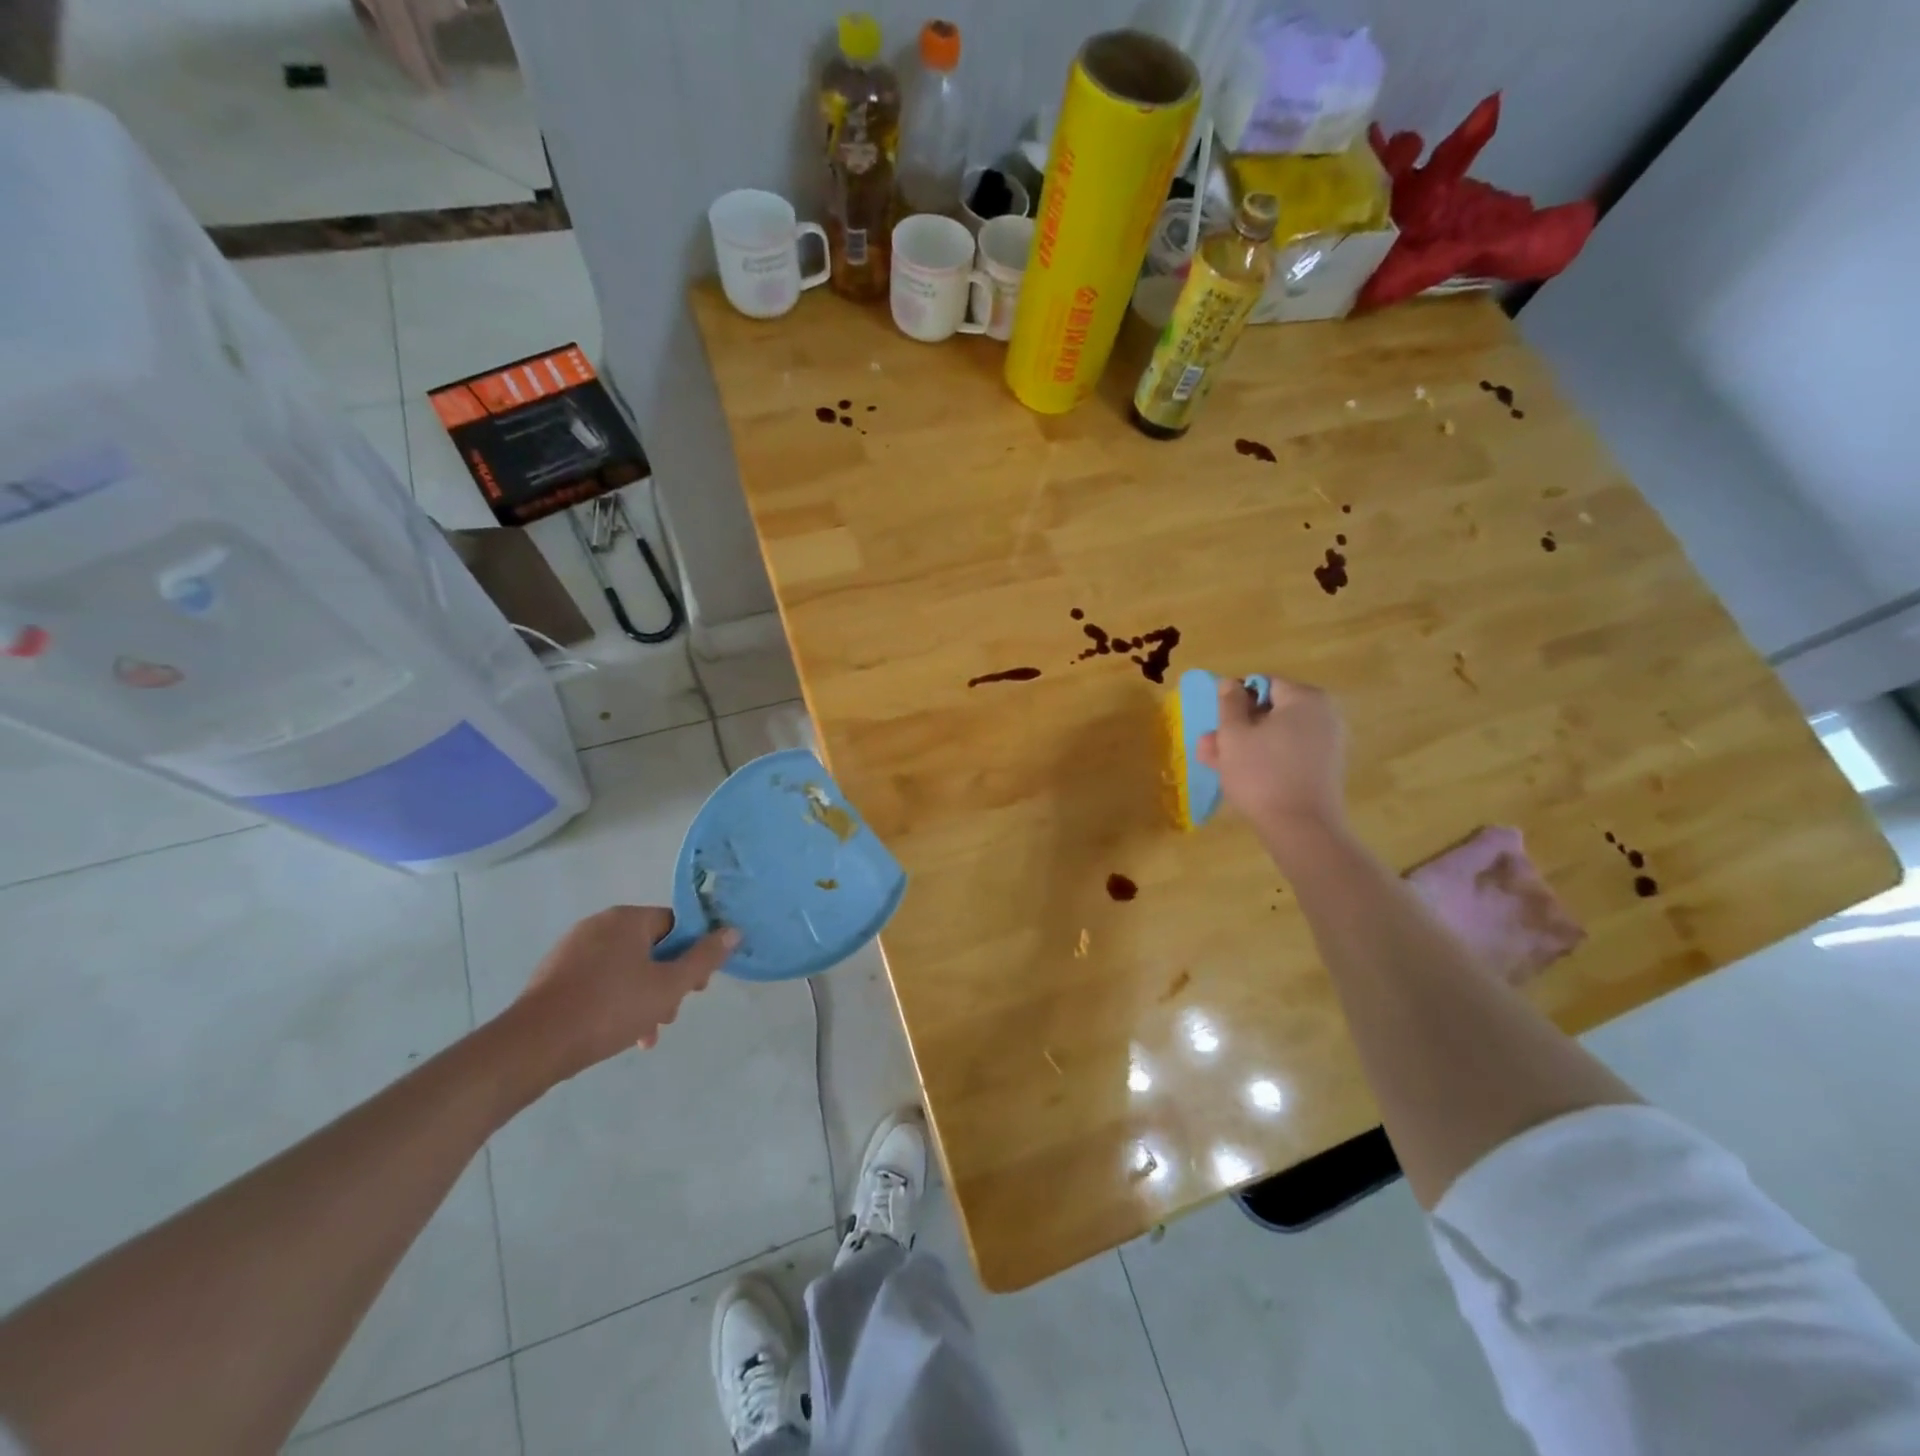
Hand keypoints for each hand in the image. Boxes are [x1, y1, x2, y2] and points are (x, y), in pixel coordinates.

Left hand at [505, 906, 736, 1086]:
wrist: (533, 1045)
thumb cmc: (609, 1009)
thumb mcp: (669, 986)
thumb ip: (704, 958)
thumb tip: (733, 931)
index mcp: (627, 919)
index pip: (675, 925)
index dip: (693, 954)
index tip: (696, 987)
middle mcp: (598, 924)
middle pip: (650, 947)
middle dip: (667, 981)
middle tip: (670, 1013)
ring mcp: (572, 949)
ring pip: (625, 968)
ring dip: (643, 996)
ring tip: (646, 1034)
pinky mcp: (554, 975)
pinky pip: (598, 980)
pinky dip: (615, 1001)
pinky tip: (620, 1034)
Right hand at [1195, 674, 1348, 852]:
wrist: (1301, 827)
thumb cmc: (1261, 773)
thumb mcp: (1233, 734)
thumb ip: (1229, 703)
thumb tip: (1231, 683)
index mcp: (1305, 698)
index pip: (1264, 685)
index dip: (1235, 700)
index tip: (1217, 723)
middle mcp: (1323, 715)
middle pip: (1271, 713)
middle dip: (1237, 728)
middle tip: (1209, 748)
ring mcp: (1327, 744)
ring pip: (1276, 737)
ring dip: (1246, 746)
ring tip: (1216, 764)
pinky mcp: (1324, 770)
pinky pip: (1289, 755)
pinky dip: (1266, 760)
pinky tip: (1240, 777)